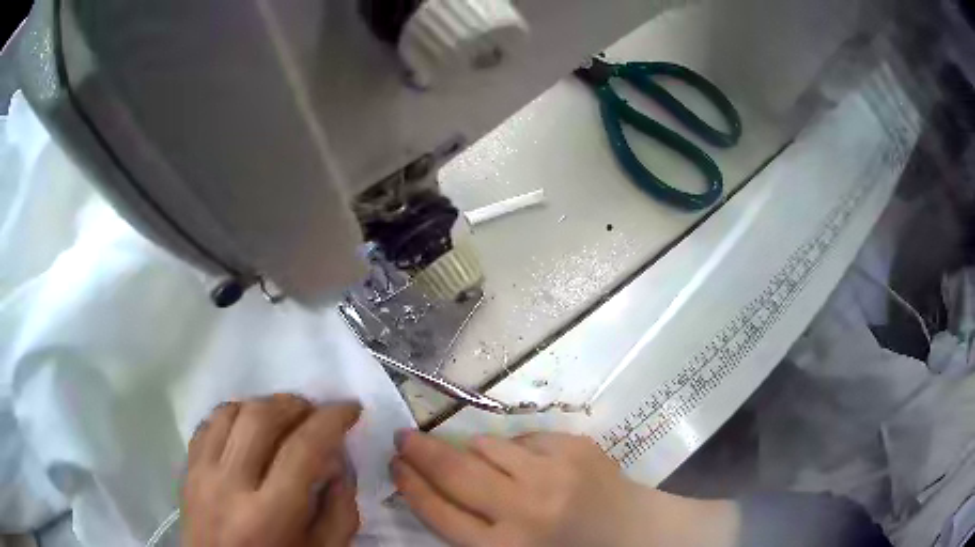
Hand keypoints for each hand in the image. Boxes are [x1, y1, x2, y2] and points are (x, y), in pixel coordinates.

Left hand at [183, 394, 361, 546]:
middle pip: (260, 418)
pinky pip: (208, 424)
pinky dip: (233, 415)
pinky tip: (248, 428)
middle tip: (314, 412)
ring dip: (263, 405)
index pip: (302, 449)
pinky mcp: (187, 470)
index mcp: (270, 515)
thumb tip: (338, 461)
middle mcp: (230, 485)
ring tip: (283, 417)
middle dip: (295, 404)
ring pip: (230, 412)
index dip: (330, 419)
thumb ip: (340, 510)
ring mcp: (202, 474)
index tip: (349, 408)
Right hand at [391, 431, 738, 546]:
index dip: (410, 484)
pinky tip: (531, 467)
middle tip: (403, 437)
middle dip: (420, 451)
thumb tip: (436, 485)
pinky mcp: (575, 447)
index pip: (440, 511)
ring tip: (480, 462)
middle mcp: (525, 509)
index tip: (394, 463)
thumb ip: (473, 529)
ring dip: (473, 451)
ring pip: (487, 446)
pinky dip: (515, 449)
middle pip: (455, 472)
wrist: (638, 534)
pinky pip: (524, 439)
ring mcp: (553, 472)